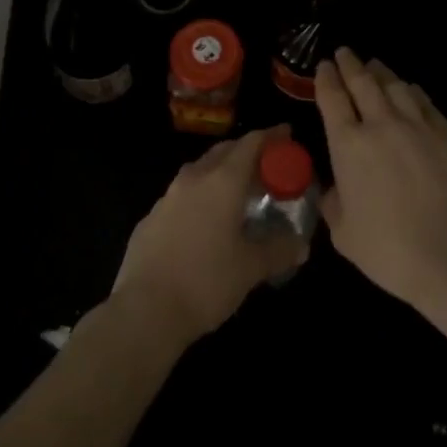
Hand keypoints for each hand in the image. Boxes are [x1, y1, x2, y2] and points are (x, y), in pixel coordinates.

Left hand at [111, 126, 307, 344]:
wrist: (144, 311)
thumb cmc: (206, 282)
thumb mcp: (250, 268)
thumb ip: (279, 251)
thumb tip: (302, 245)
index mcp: (223, 181)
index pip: (251, 144)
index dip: (271, 136)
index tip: (286, 134)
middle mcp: (194, 178)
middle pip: (224, 151)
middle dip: (246, 151)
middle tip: (266, 164)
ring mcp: (168, 196)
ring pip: (200, 170)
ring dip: (220, 172)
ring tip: (236, 191)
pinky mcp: (150, 218)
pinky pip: (182, 195)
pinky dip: (200, 196)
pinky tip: (204, 221)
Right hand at [315, 48, 446, 311]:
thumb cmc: (390, 249)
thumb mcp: (344, 234)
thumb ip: (334, 204)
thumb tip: (334, 189)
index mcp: (348, 144)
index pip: (332, 98)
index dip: (326, 78)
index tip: (324, 65)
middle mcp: (380, 124)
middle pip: (362, 82)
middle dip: (350, 64)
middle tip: (344, 52)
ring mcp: (416, 125)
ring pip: (395, 86)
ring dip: (381, 72)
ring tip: (374, 65)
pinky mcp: (445, 133)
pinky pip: (424, 102)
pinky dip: (411, 91)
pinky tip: (409, 89)